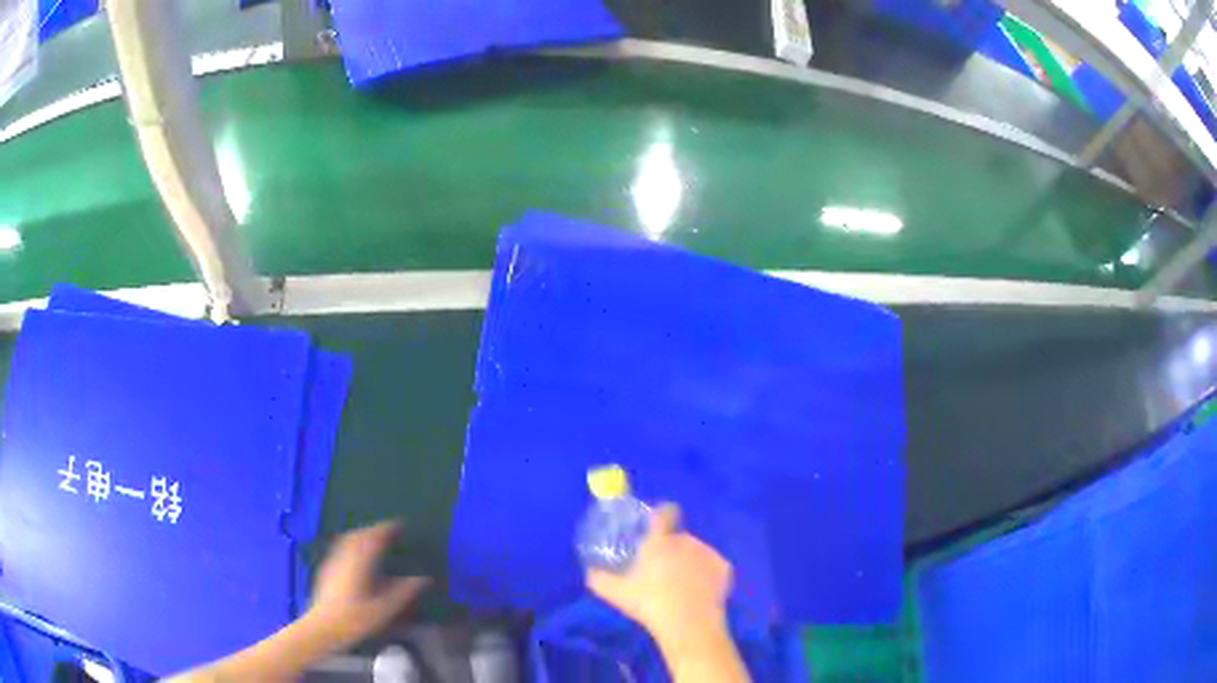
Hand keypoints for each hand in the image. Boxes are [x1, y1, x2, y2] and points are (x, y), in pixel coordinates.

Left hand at [306, 521, 430, 648]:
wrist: (324, 627)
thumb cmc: (356, 619)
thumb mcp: (385, 608)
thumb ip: (404, 591)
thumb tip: (424, 579)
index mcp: (360, 561)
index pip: (374, 537)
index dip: (388, 528)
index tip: (400, 525)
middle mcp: (344, 555)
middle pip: (359, 534)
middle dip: (374, 529)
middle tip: (389, 531)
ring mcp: (333, 560)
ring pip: (348, 539)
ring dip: (362, 535)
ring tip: (375, 539)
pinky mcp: (327, 568)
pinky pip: (341, 547)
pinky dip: (353, 544)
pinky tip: (357, 555)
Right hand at [586, 504, 731, 645]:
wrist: (689, 623)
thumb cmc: (649, 604)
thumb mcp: (614, 593)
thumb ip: (598, 578)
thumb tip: (590, 570)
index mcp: (660, 541)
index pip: (665, 512)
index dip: (661, 513)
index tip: (656, 524)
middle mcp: (686, 540)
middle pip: (679, 537)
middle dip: (672, 548)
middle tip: (662, 569)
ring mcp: (708, 553)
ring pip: (697, 551)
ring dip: (690, 561)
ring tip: (681, 584)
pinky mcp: (724, 568)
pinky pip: (712, 566)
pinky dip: (707, 574)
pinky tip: (699, 591)